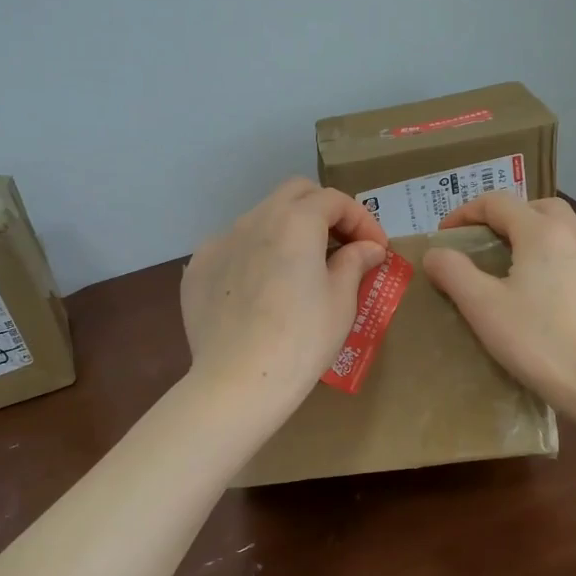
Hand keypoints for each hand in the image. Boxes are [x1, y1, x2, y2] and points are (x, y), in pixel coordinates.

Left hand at [181, 178, 389, 406]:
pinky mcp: (198, 268)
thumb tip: (367, 248)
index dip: (362, 220)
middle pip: (294, 194)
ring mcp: (220, 242)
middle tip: (342, 244)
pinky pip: (234, 248)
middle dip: (323, 210)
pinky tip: (262, 289)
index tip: (377, 250)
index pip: (334, 200)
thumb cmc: (301, 341)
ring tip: (301, 268)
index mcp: (295, 222)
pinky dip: (256, 255)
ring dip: (287, 232)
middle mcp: (254, 220)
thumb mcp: (341, 302)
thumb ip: (354, 263)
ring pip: (261, 219)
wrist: (237, 382)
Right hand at [424, 194, 575, 411]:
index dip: (466, 212)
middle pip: (543, 209)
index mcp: (542, 234)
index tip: (446, 234)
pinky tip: (555, 311)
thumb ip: (454, 273)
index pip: (499, 202)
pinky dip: (564, 277)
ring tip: (520, 280)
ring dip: (540, 247)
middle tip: (490, 245)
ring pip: (569, 241)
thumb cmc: (540, 340)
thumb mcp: (483, 307)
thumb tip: (435, 252)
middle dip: (512, 217)